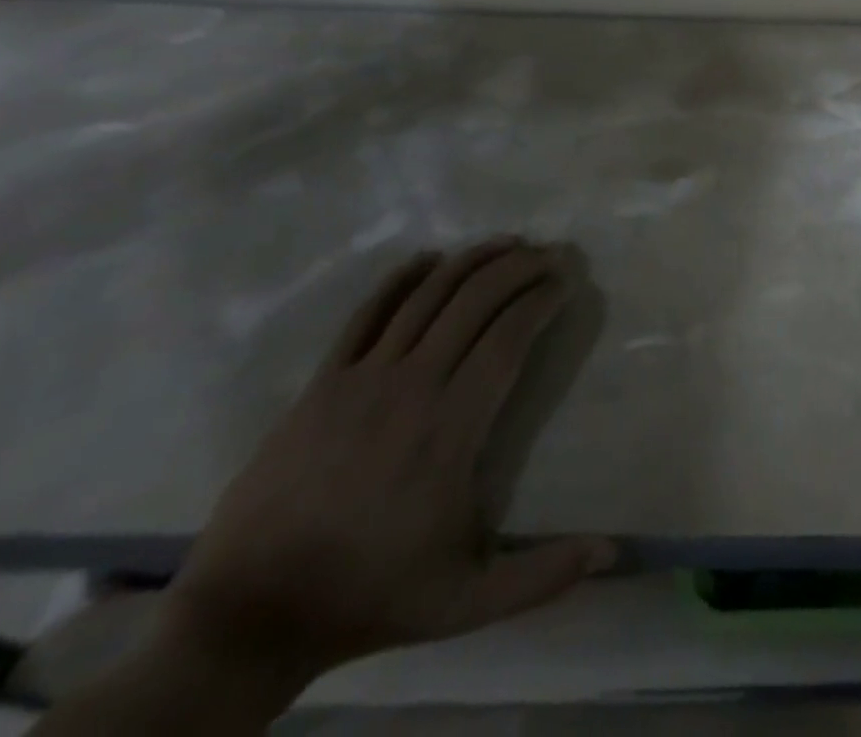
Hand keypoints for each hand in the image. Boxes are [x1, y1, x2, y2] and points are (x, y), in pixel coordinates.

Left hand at [154, 238, 615, 695]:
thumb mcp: (465, 603)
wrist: (247, 617)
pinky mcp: (323, 382)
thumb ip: (543, 576)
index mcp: (451, 429)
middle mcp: (412, 386)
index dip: (542, 299)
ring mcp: (362, 378)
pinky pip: (367, 313)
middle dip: (520, 267)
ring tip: (507, 243)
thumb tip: (613, 552)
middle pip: (475, 301)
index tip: (567, 281)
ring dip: (473, 261)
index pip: (508, 338)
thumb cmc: (368, 598)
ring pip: (427, 296)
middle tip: (551, 252)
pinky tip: (428, 258)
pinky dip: (402, 279)